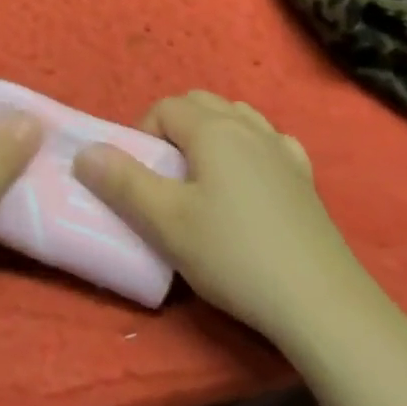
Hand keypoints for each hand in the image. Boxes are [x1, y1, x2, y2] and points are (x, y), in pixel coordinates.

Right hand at [74, 90, 355, 346]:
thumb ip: (122, 182)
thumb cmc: (234, 255)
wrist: (320, 302)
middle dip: (174, 128)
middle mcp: (247, 125)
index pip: (165, 107)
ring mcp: (281, 148)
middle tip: (166, 177)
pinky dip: (251, 148)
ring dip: (212, 133)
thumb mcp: (166, 223)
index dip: (144, 135)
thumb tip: (85, 152)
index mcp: (212, 128)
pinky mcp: (305, 177)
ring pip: (236, 117)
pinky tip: (252, 181)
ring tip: (204, 179)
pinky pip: (270, 142)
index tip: (141, 178)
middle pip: (200, 103)